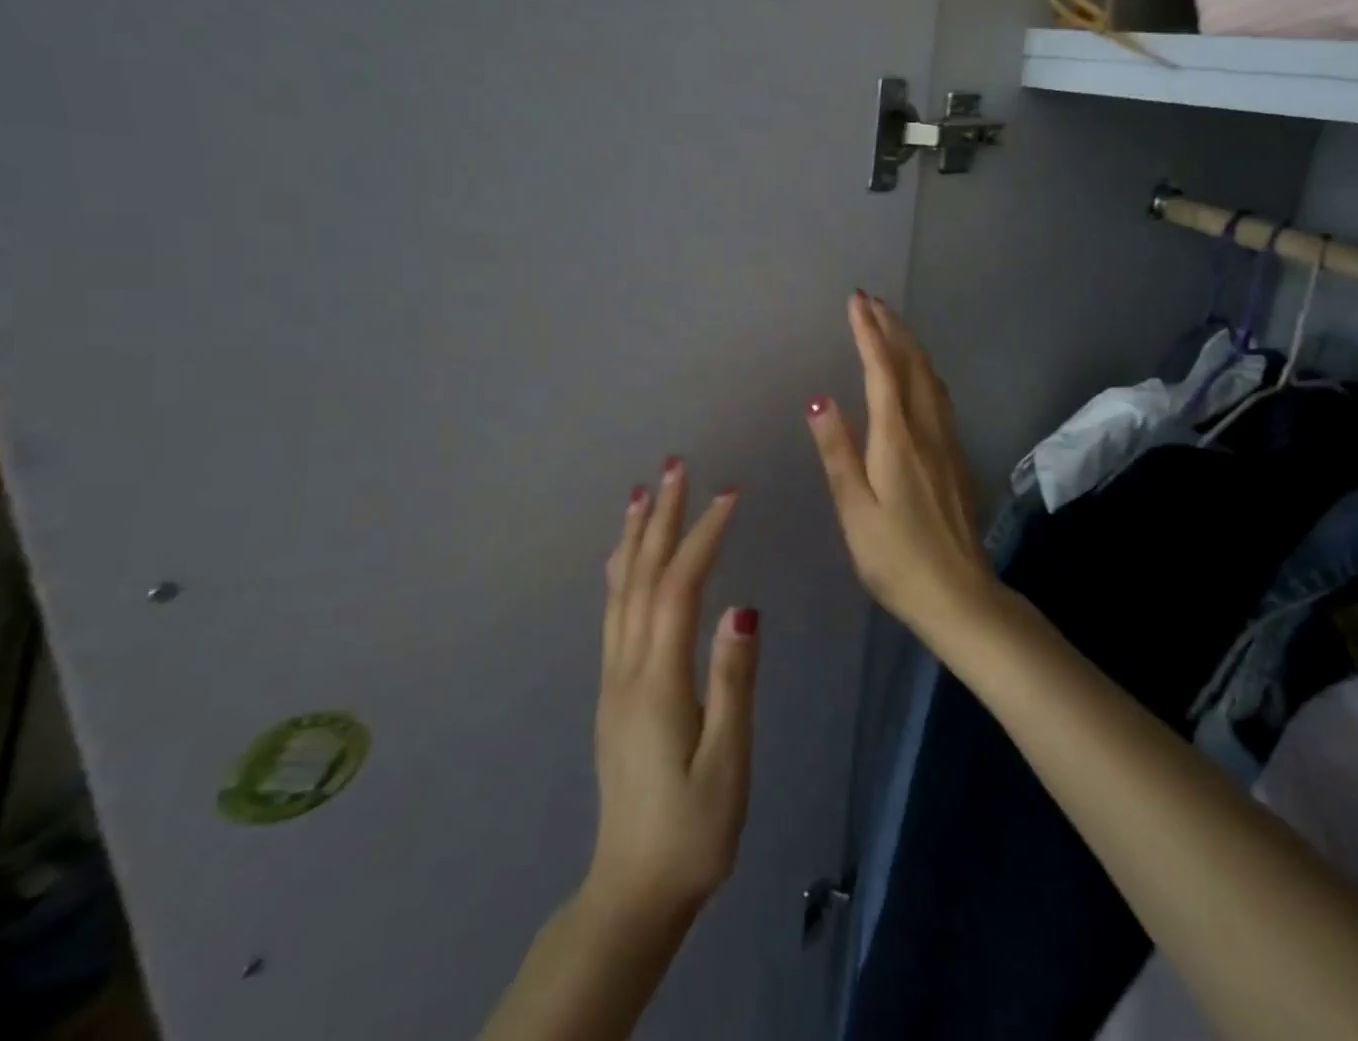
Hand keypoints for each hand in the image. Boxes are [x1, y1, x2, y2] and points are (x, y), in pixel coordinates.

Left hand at [586, 461, 757, 925]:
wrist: (634, 890)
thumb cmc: (694, 830)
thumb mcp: (728, 762)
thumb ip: (733, 682)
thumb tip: (744, 608)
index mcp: (659, 681)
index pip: (679, 588)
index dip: (703, 535)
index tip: (729, 494)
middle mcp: (628, 668)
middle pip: (642, 576)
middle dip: (661, 517)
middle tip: (676, 466)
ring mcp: (614, 678)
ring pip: (620, 590)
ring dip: (635, 536)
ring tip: (644, 492)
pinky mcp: (614, 691)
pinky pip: (613, 613)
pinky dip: (620, 571)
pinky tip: (624, 556)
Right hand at [805, 292, 992, 632]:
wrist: (960, 594)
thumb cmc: (896, 559)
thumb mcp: (855, 510)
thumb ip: (838, 452)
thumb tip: (819, 398)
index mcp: (897, 440)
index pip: (881, 371)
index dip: (868, 332)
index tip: (856, 300)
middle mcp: (927, 430)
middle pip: (911, 365)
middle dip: (891, 328)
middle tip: (872, 300)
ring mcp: (948, 442)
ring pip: (930, 378)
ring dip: (910, 345)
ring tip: (892, 324)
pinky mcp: (957, 457)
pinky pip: (939, 396)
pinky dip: (923, 371)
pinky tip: (918, 375)